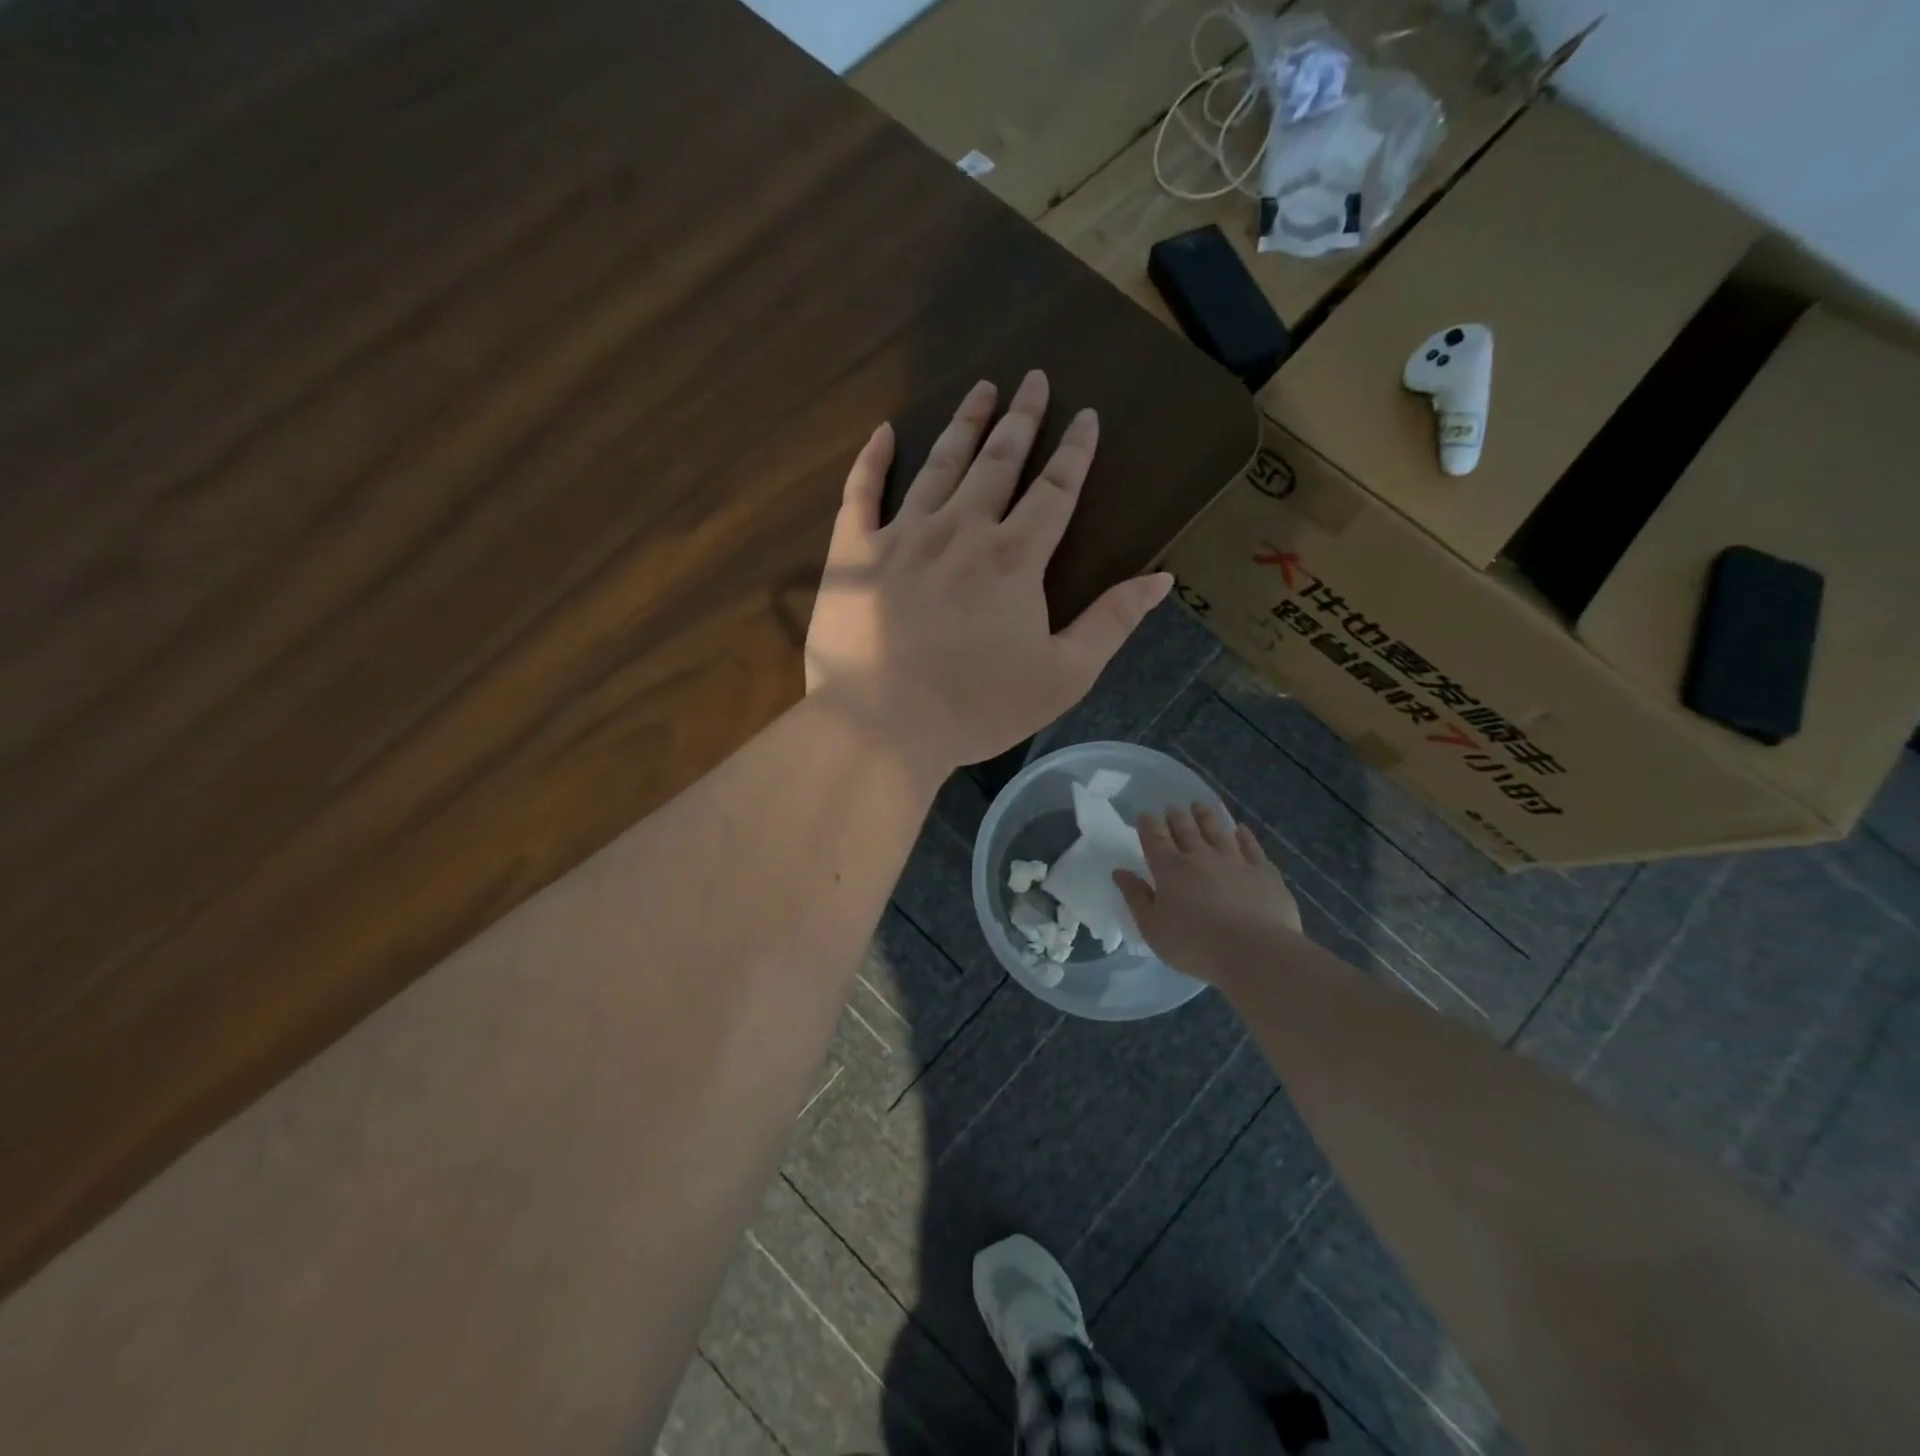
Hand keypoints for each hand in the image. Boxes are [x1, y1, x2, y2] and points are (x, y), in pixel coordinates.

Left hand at [805, 371, 1171, 778]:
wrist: (883, 725)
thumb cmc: (977, 707)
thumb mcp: (1064, 676)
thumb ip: (1112, 622)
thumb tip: (1163, 578)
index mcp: (1014, 558)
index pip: (1055, 491)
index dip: (1074, 452)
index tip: (1086, 416)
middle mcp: (961, 531)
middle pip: (998, 462)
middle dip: (1021, 419)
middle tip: (1033, 379)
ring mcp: (902, 536)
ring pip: (939, 465)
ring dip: (964, 424)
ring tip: (981, 388)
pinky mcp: (853, 553)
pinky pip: (861, 492)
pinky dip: (873, 460)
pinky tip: (886, 432)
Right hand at [1114, 803, 1304, 985]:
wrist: (1255, 952)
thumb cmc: (1196, 946)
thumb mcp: (1153, 929)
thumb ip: (1136, 898)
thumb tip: (1120, 872)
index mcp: (1170, 870)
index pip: (1155, 839)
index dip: (1148, 825)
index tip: (1145, 815)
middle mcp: (1201, 857)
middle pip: (1186, 829)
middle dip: (1176, 816)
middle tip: (1172, 808)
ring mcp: (1235, 861)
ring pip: (1217, 830)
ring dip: (1206, 816)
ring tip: (1200, 806)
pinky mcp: (1263, 871)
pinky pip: (1251, 846)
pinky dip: (1244, 835)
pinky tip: (1240, 829)